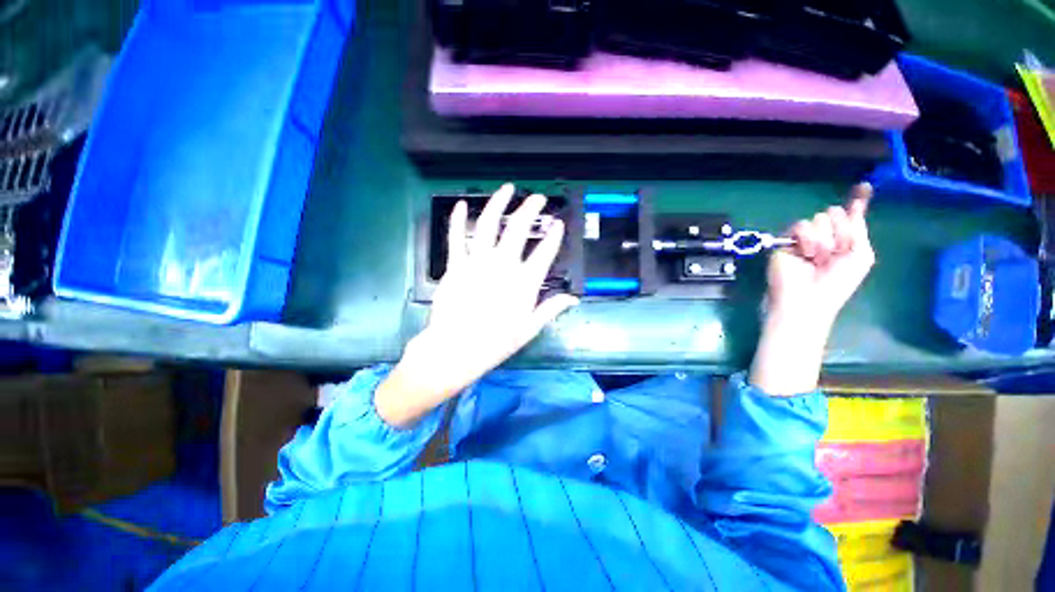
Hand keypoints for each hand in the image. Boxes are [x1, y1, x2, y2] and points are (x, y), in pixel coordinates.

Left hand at [375, 184, 578, 426]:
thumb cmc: (495, 342)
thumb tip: (573, 299)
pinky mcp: (456, 265)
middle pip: (519, 229)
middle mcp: (503, 266)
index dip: (554, 236)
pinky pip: (456, 236)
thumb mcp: (529, 329)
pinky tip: (461, 204)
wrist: (456, 349)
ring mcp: (477, 262)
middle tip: (538, 198)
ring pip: (489, 224)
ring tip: (507, 189)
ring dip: (499, 203)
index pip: (545, 252)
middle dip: (531, 209)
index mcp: (524, 282)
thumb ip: (551, 309)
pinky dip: (457, 219)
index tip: (558, 224)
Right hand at [750, 184, 874, 395]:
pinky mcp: (785, 242)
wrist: (806, 300)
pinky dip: (808, 239)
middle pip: (835, 214)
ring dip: (825, 239)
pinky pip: (800, 226)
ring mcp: (803, 239)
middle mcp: (824, 236)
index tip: (863, 187)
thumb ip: (858, 229)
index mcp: (844, 241)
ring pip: (818, 219)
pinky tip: (808, 254)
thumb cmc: (837, 284)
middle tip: (836, 252)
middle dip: (840, 231)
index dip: (857, 202)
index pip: (849, 216)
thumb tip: (856, 202)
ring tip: (819, 258)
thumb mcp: (860, 256)